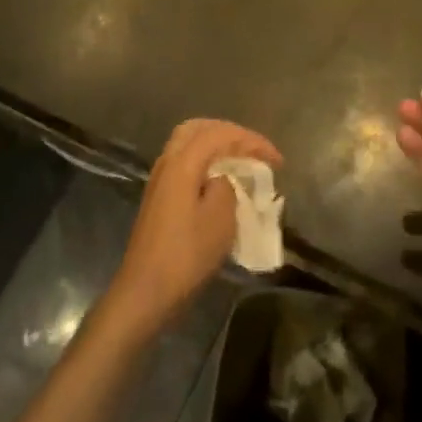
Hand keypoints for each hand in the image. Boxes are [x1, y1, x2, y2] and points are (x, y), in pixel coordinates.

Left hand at [105, 119, 281, 339]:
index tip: (277, 160)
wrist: (144, 293)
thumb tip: (224, 178)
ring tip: (241, 161)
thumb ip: (227, 185)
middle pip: (200, 128)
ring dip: (217, 145)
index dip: (252, 141)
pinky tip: (220, 179)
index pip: (221, 134)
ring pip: (189, 143)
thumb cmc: (186, 255)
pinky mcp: (158, 196)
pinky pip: (185, 161)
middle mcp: (167, 161)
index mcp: (182, 162)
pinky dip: (206, 161)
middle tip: (254, 150)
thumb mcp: (220, 219)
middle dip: (230, 134)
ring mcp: (159, 178)